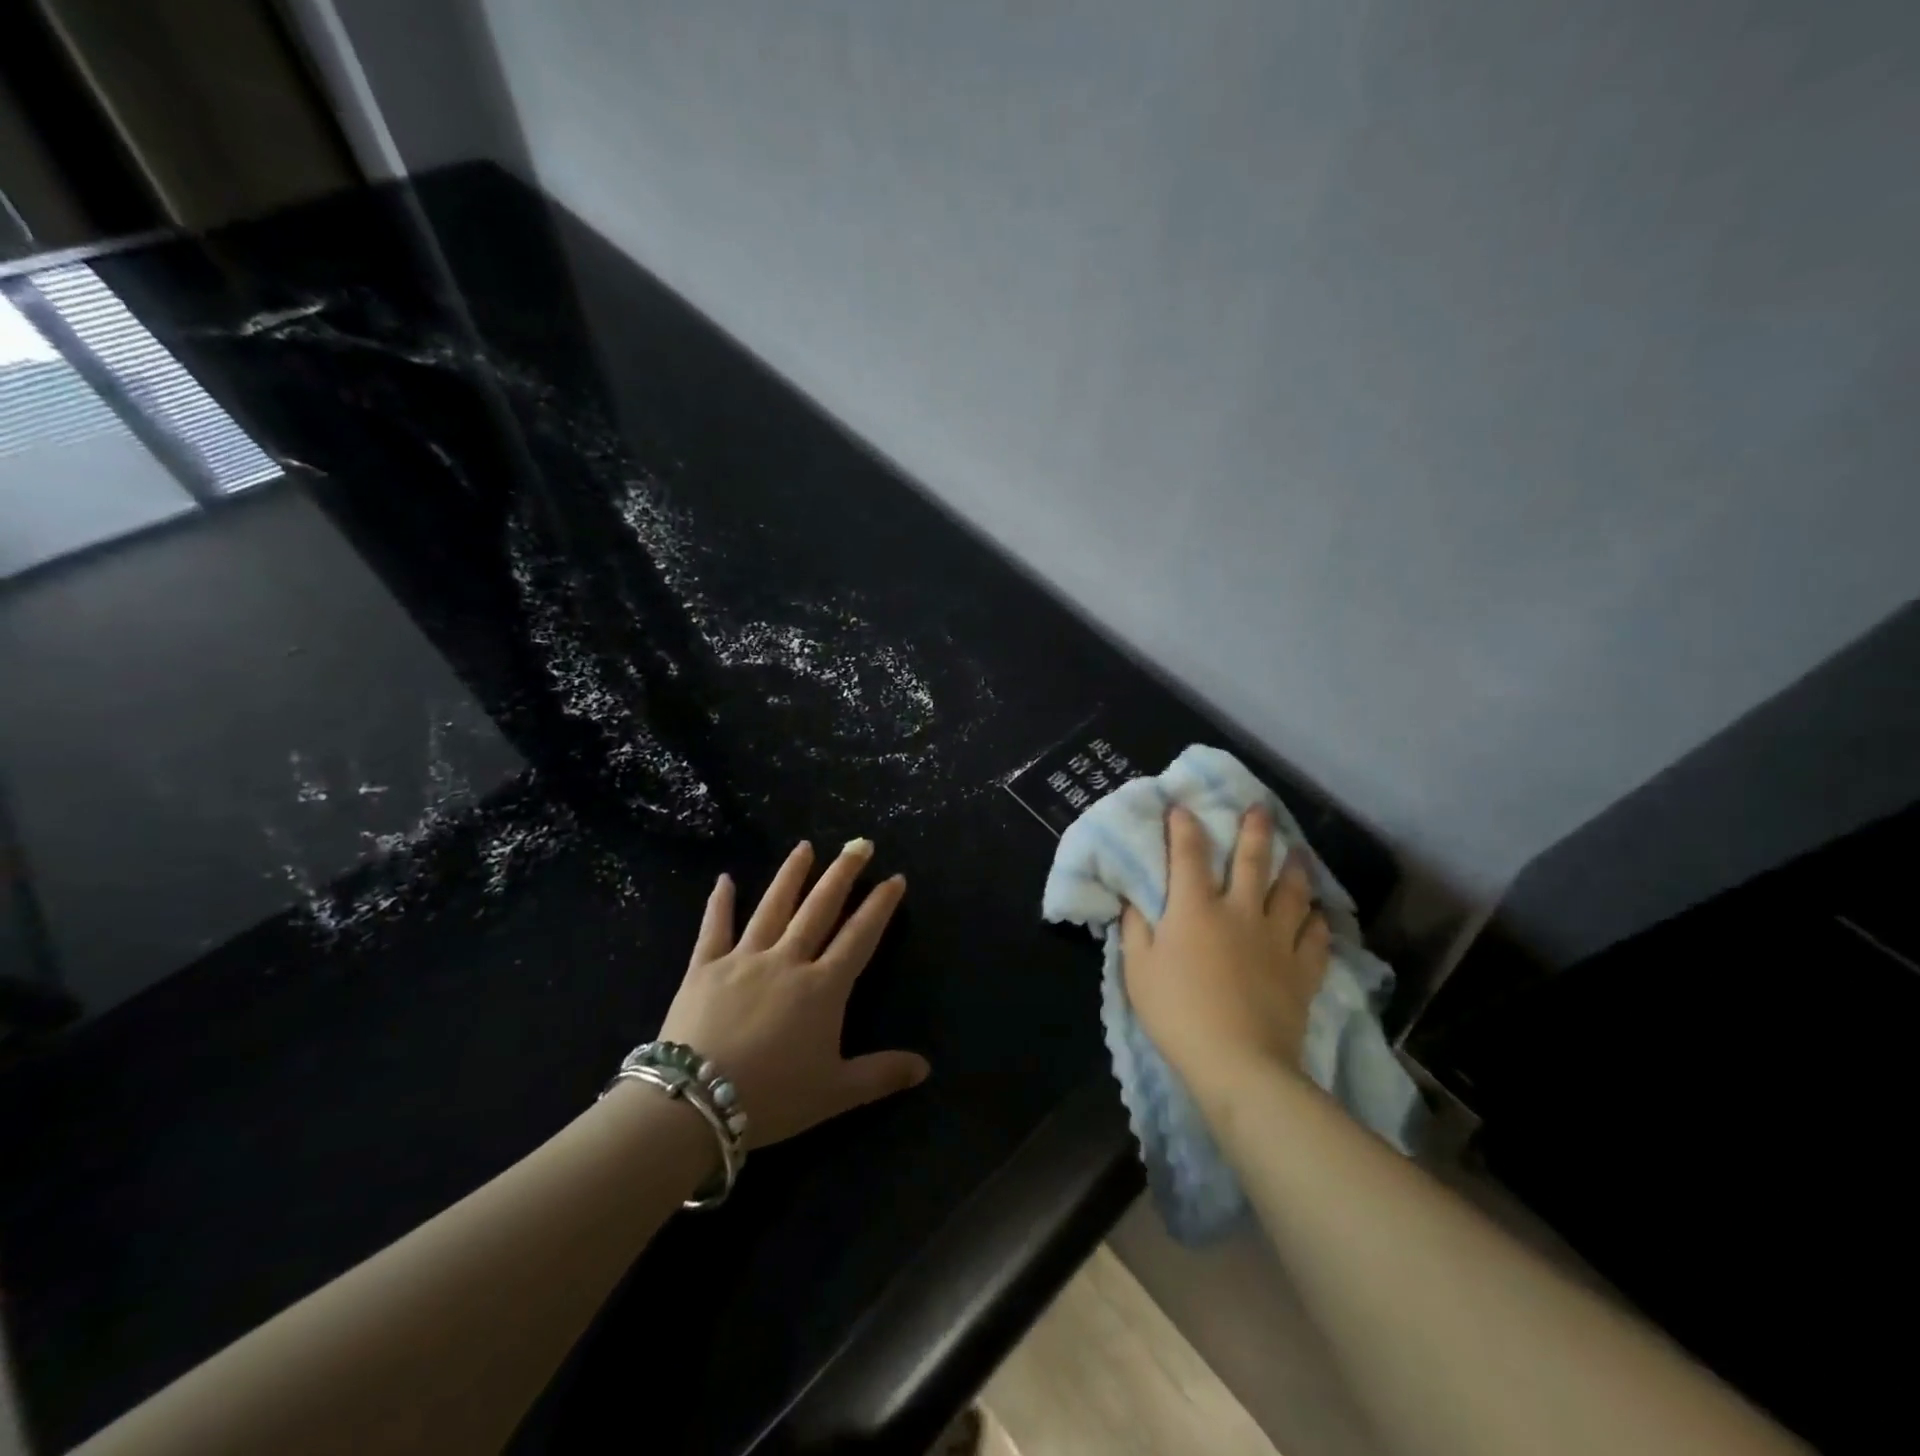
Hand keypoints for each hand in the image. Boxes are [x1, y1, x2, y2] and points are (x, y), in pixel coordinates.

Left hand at [657, 839, 929, 1149]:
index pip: (860, 936)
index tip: (895, 878)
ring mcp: (744, 958)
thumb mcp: (835, 1092)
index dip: (880, 906)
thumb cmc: (772, 1097)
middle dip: (843, 874)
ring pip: (773, 906)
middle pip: (820, 908)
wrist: (694, 1103)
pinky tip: (724, 878)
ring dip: (791, 875)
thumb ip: (881, 1074)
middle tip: (859, 844)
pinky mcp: (705, 967)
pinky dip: (719, 902)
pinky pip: (714, 927)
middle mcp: (788, 960)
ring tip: (805, 847)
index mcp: (822, 987)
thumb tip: (925, 1067)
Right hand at [1121, 805, 1331, 1092]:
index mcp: (1195, 908)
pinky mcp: (1301, 970)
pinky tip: (1317, 914)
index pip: (1188, 854)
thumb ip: (1135, 929)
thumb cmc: (1178, 1012)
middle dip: (1254, 830)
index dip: (1184, 827)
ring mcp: (1276, 940)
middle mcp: (1240, 912)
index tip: (1182, 807)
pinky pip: (1315, 937)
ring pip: (1291, 893)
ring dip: (1294, 869)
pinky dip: (1317, 921)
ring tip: (1297, 853)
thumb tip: (1134, 899)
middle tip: (1260, 808)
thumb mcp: (1138, 970)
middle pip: (1252, 861)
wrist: (1239, 1063)